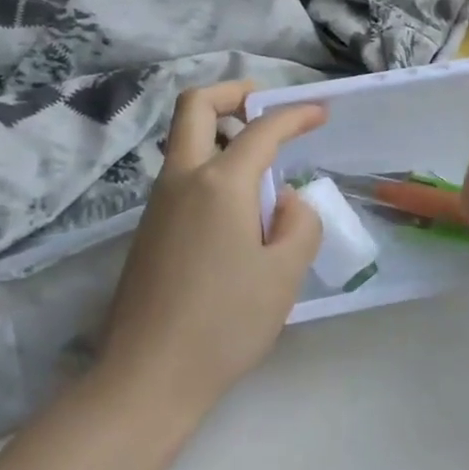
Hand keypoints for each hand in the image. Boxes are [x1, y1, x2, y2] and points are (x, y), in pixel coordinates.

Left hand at [97, 81, 327, 422]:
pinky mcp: (149, 229)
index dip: (295, 114)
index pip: (262, 129)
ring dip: (220, 131)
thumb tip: (286, 201)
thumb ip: (300, 224)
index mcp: (220, 183)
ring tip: (262, 166)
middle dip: (233, 92)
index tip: (320, 111)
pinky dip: (210, 165)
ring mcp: (158, 203)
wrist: (148, 377)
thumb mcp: (285, 274)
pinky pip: (182, 175)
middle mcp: (183, 179)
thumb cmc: (225, 324)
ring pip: (185, 140)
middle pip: (196, 106)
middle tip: (265, 105)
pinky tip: (237, 210)